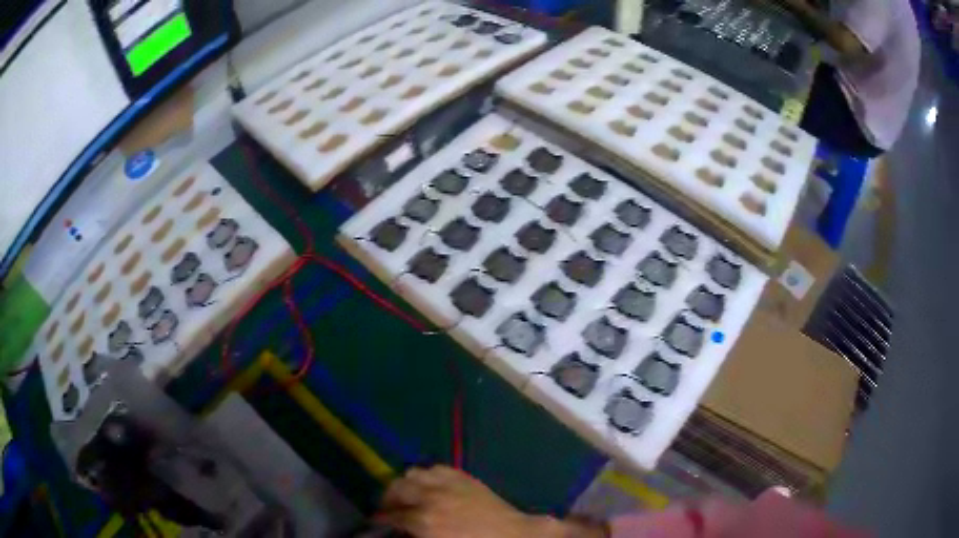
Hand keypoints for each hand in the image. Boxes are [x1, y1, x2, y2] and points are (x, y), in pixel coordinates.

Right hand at [377, 466, 604, 537]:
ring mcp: (448, 484)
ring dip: (405, 484)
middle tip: (388, 508)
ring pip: (413, 474)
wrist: (514, 535)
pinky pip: (435, 468)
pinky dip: (426, 475)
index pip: (391, 516)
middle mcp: (431, 498)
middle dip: (388, 499)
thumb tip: (403, 531)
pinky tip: (428, 484)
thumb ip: (417, 534)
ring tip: (406, 495)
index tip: (376, 522)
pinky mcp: (463, 477)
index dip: (380, 520)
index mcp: (424, 521)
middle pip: (396, 488)